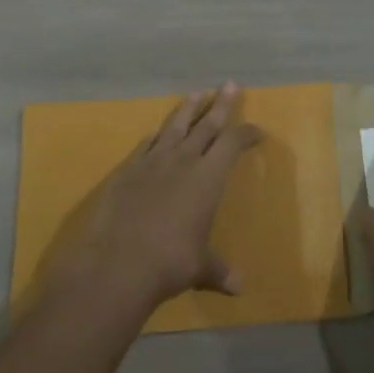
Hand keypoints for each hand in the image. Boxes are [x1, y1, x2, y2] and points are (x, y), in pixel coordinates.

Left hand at [51, 85, 260, 319]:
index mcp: (208, 178)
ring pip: (174, 127)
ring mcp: (152, 163)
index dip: (246, 134)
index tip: (256, 132)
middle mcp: (182, 162)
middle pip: (206, 125)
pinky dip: (156, 136)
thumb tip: (238, 287)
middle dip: (220, 105)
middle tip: (229, 85)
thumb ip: (218, 270)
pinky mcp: (126, 172)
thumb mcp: (200, 267)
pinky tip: (157, 132)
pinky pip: (146, 145)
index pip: (232, 144)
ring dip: (187, 109)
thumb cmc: (169, 263)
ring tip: (197, 93)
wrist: (117, 265)